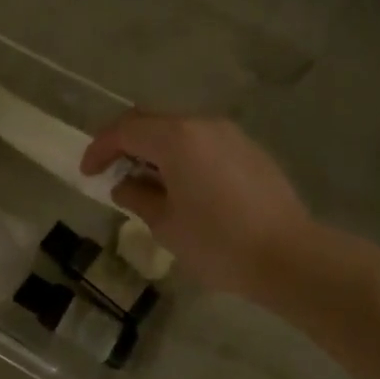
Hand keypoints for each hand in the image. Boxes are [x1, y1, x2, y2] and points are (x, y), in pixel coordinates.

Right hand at [80, 113, 310, 303]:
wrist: (291, 257)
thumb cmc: (218, 243)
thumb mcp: (165, 224)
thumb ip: (138, 197)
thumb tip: (125, 185)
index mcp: (176, 138)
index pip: (125, 131)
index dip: (100, 149)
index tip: (88, 173)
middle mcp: (202, 125)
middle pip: (151, 121)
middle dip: (126, 142)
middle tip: (111, 170)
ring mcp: (230, 135)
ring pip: (179, 130)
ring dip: (155, 148)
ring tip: (147, 181)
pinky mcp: (250, 150)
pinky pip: (203, 142)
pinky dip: (183, 155)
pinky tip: (183, 185)